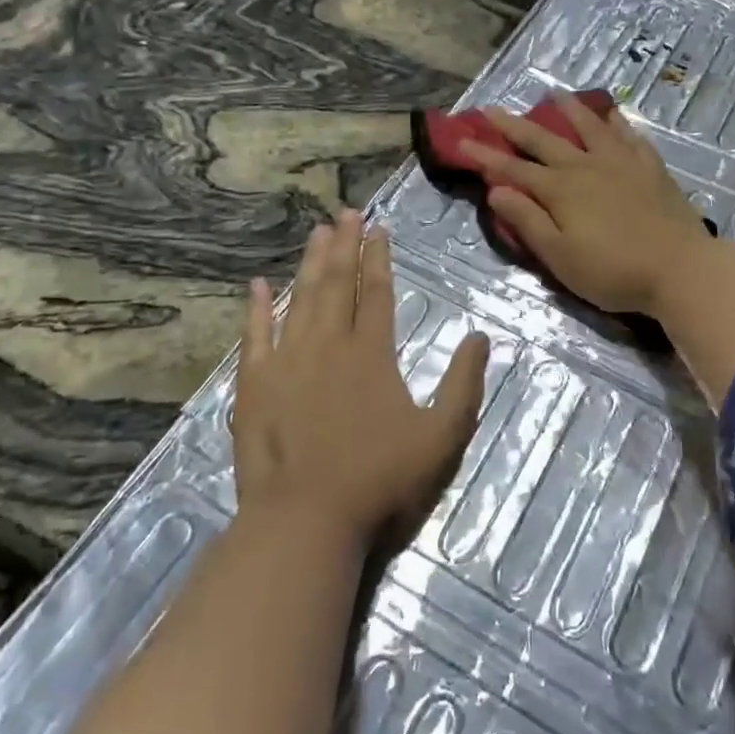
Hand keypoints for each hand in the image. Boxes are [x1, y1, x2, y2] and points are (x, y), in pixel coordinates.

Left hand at [234, 210, 489, 543]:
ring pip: (300, 300)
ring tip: (316, 232)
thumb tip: (479, 336)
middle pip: (337, 284)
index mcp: (371, 354)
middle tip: (346, 212)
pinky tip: (258, 285)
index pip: (377, 292)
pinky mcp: (254, 385)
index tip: (378, 229)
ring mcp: (286, 363)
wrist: (306, 521)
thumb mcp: (442, 436)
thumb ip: (464, 384)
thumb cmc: (380, 480)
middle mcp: (328, 345)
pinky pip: (255, 336)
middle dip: (344, 246)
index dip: (378, 258)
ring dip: (310, 264)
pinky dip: (256, 309)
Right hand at [459, 94, 716, 316]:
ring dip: (569, 110)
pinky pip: (630, 137)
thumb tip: (496, 190)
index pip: (513, 169)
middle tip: (492, 108)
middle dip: (514, 126)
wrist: (680, 269)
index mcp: (560, 190)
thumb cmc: (613, 271)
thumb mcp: (560, 256)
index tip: (461, 141)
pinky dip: (617, 123)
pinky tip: (613, 115)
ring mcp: (622, 163)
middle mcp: (587, 166)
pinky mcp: (651, 169)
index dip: (485, 156)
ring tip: (554, 94)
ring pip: (589, 127)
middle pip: (544, 140)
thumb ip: (528, 221)